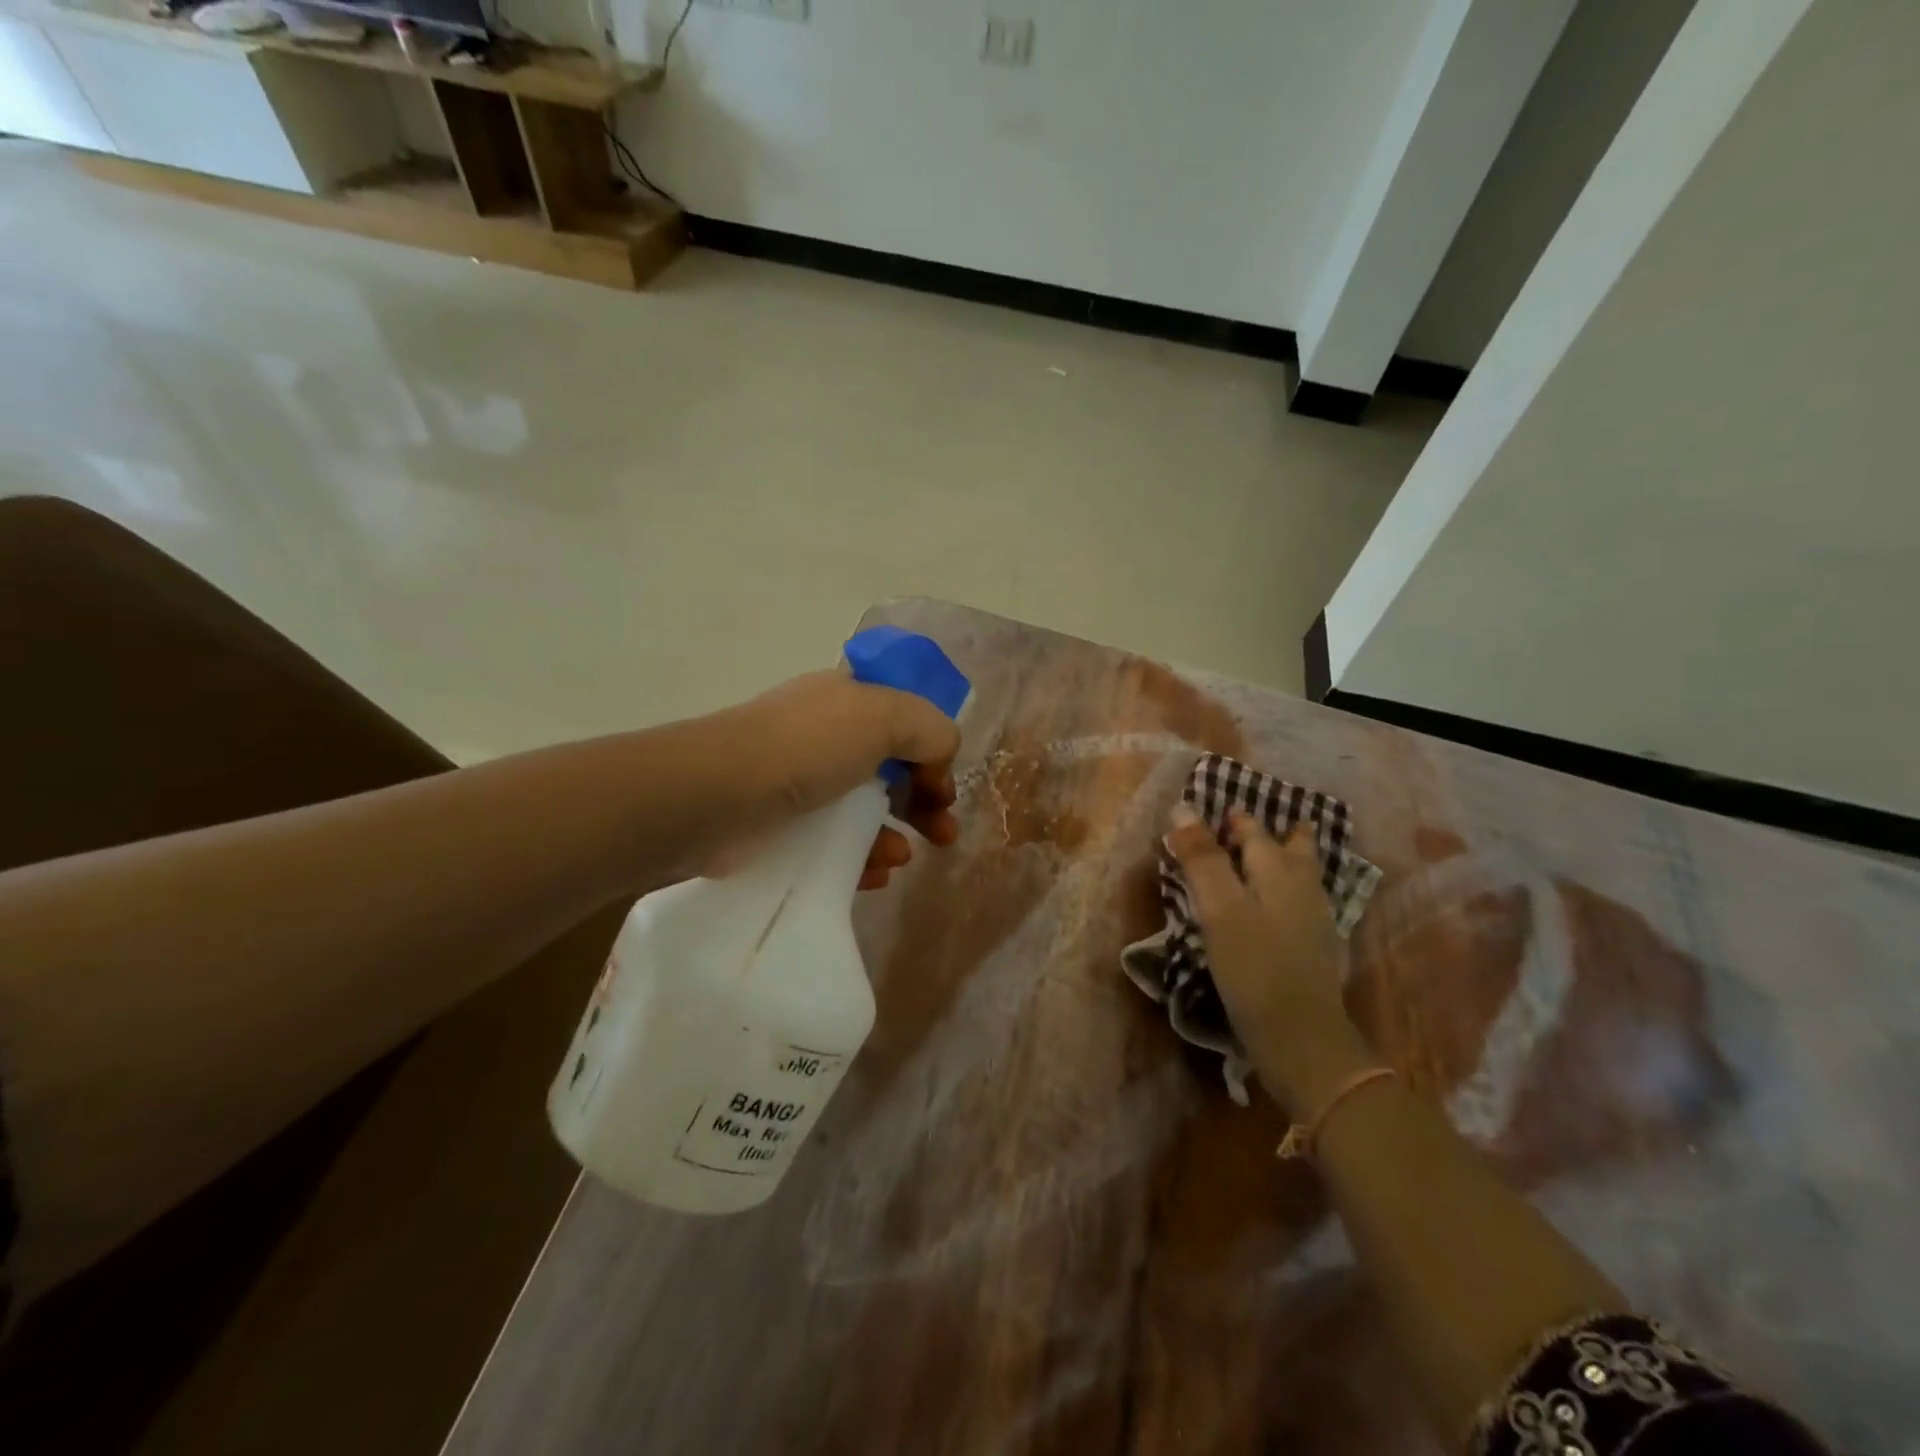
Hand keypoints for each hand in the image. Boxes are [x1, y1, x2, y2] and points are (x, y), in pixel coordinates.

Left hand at [712, 670, 960, 889]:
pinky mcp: (784, 827)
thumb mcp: (884, 717)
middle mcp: (828, 735)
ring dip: (894, 835)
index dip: (933, 748)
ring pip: (865, 810)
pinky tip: (874, 875)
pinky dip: (861, 859)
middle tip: (945, 834)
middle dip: (925, 800)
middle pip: (892, 767)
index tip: (944, 786)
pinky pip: (836, 844)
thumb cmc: (805, 748)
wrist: (714, 797)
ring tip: (900, 858)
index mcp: (850, 698)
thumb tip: (941, 759)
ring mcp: (803, 782)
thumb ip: (930, 729)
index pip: (906, 717)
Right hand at [1164, 805, 1373, 1112]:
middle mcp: (1302, 888)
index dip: (1232, 820)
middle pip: (1291, 849)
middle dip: (1272, 832)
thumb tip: (1183, 808)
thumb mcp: (1219, 909)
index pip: (1253, 831)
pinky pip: (1298, 903)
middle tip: (1246, 824)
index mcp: (1279, 872)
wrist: (1301, 1040)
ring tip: (1266, 854)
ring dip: (1284, 858)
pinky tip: (1273, 905)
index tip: (1212, 812)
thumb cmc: (1255, 966)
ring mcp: (1313, 921)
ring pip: (1300, 875)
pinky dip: (1283, 891)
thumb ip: (1202, 859)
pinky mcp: (1313, 951)